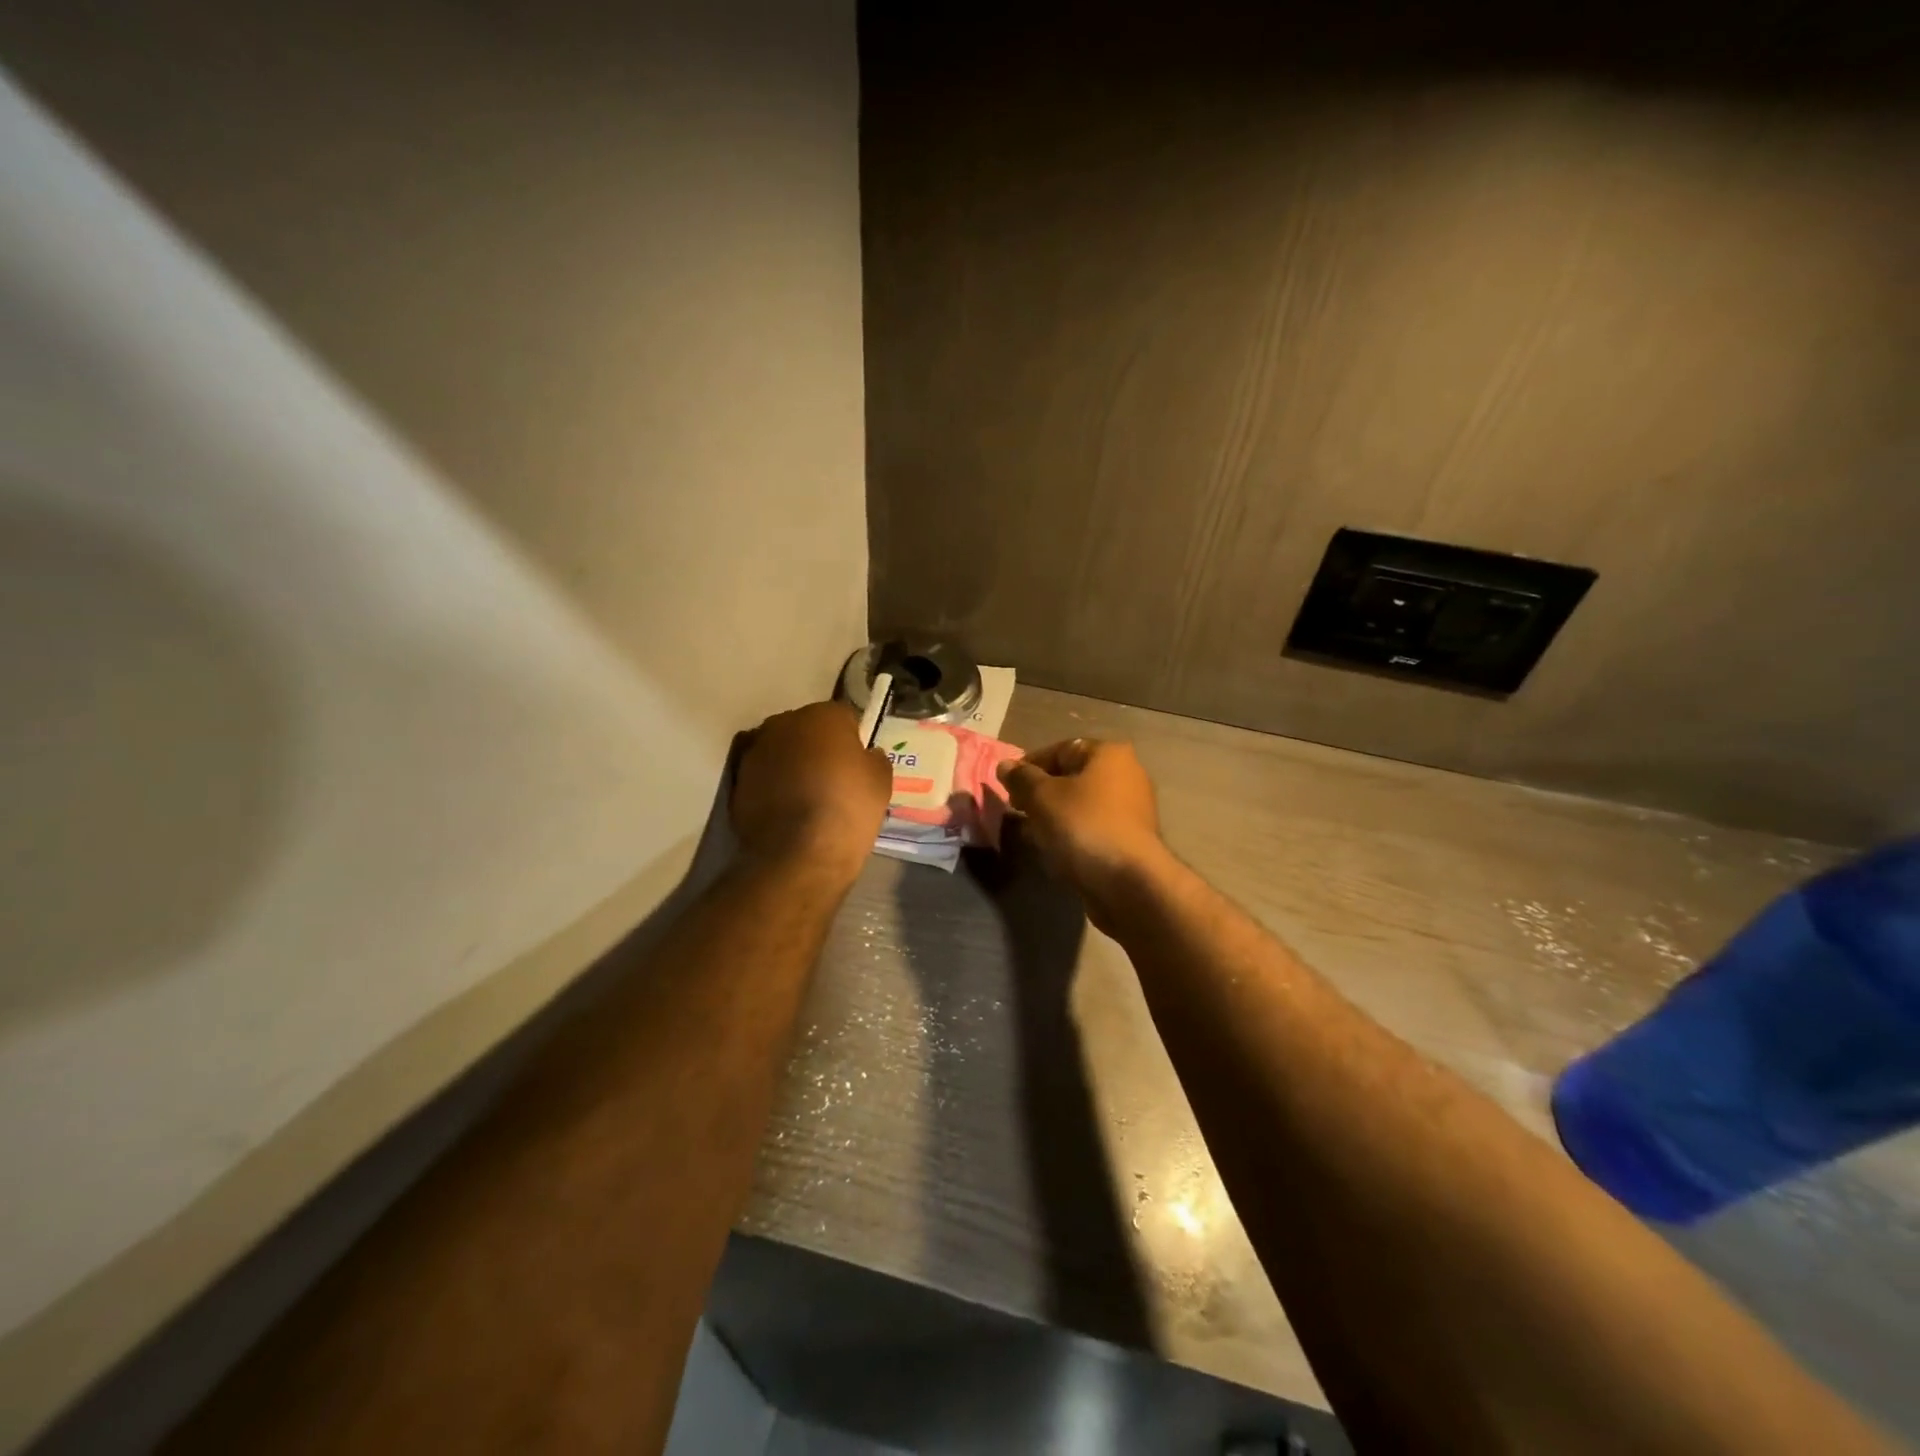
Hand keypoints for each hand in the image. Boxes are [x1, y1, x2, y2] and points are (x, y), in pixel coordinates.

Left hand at [732, 702, 891, 882]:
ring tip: (806, 798)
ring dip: (791, 766)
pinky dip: (772, 786)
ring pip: (780, 751)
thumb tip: (864, 756)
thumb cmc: (848, 809)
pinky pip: (762, 776)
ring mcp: (755, 751)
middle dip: (817, 748)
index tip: (857, 765)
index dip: (852, 741)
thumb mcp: (881, 781)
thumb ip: (872, 758)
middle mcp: (783, 723)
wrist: (800, 854)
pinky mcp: (736, 781)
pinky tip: (785, 811)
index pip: (843, 717)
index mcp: (822, 715)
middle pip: (806, 729)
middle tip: (832, 779)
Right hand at [997, 738, 1165, 905]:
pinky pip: (1093, 828)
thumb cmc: (1083, 826)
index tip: (1007, 787)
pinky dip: (1072, 835)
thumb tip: (1005, 765)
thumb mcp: (1042, 797)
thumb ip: (1021, 778)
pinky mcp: (1131, 840)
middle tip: (1018, 810)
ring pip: (1082, 805)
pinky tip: (1055, 851)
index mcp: (1108, 754)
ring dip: (1055, 816)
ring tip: (1032, 833)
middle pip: (1072, 777)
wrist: (1128, 883)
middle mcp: (1127, 774)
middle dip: (1041, 793)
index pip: (1060, 750)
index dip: (1029, 766)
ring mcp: (1132, 809)